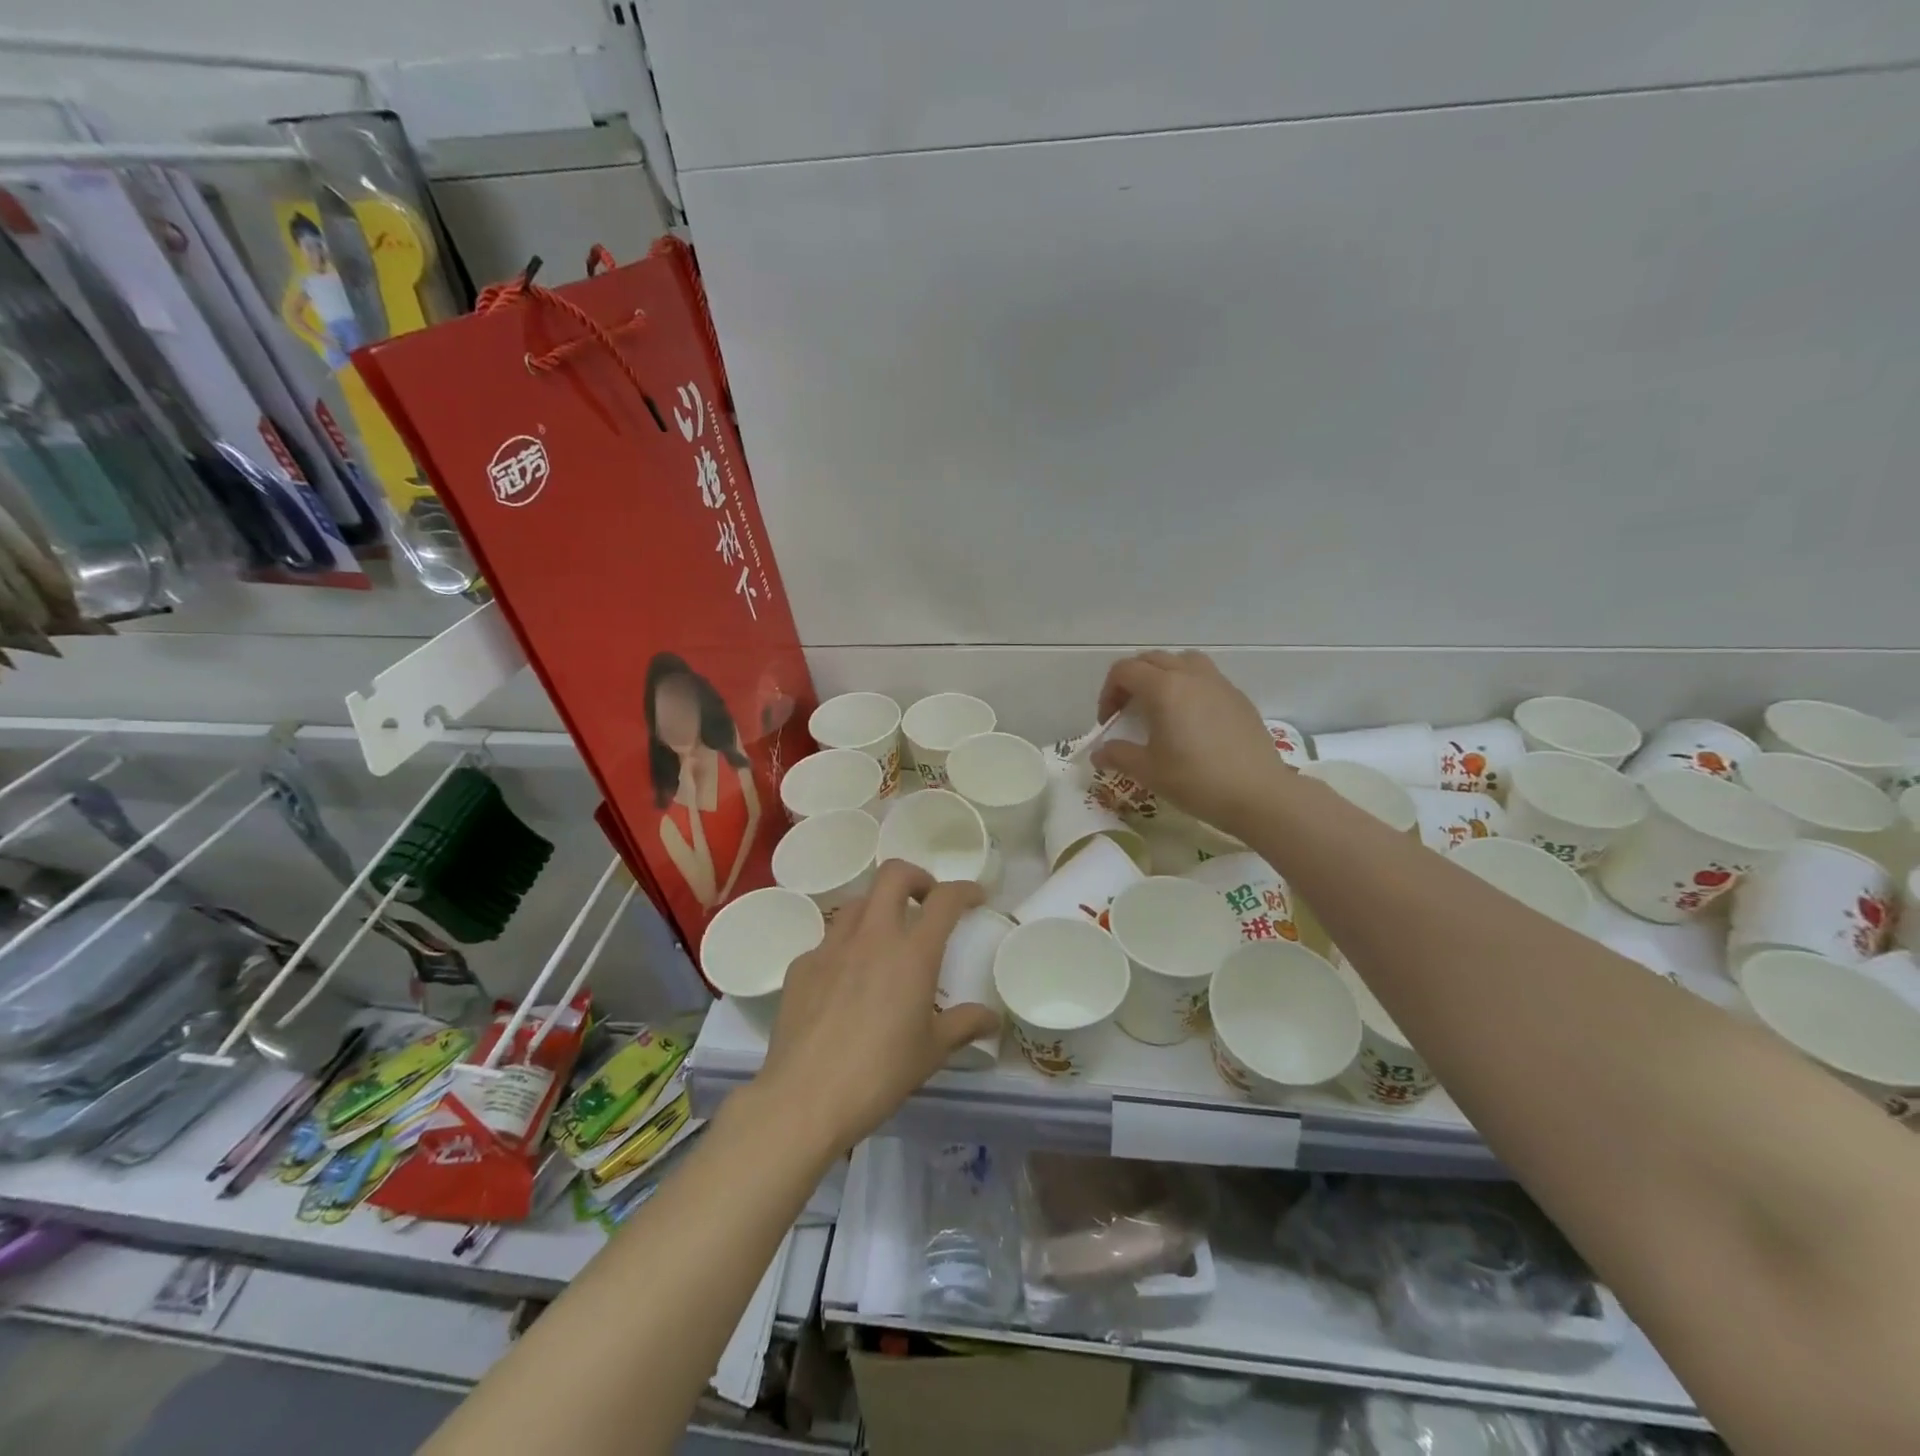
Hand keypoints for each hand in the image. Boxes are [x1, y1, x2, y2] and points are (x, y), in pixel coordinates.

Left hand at [757, 861, 998, 1150]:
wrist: (805, 1098)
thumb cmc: (880, 1074)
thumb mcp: (931, 1052)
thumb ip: (963, 1026)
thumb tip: (990, 1019)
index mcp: (912, 953)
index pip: (945, 899)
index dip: (964, 890)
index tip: (974, 897)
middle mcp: (872, 936)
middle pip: (893, 874)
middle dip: (916, 878)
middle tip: (924, 901)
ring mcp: (831, 947)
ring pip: (857, 903)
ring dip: (877, 908)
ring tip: (884, 939)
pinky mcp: (801, 965)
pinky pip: (827, 941)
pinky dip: (844, 948)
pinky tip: (844, 981)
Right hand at [1092, 650, 1283, 833]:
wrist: (1258, 794)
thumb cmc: (1196, 780)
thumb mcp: (1148, 771)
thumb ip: (1118, 755)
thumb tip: (1099, 753)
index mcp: (1163, 688)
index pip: (1124, 671)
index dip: (1108, 693)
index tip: (1109, 722)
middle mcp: (1190, 675)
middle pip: (1151, 660)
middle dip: (1132, 681)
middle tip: (1128, 712)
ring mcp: (1218, 683)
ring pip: (1181, 661)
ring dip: (1163, 676)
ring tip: (1161, 706)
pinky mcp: (1238, 697)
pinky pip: (1205, 677)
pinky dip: (1189, 687)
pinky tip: (1191, 720)